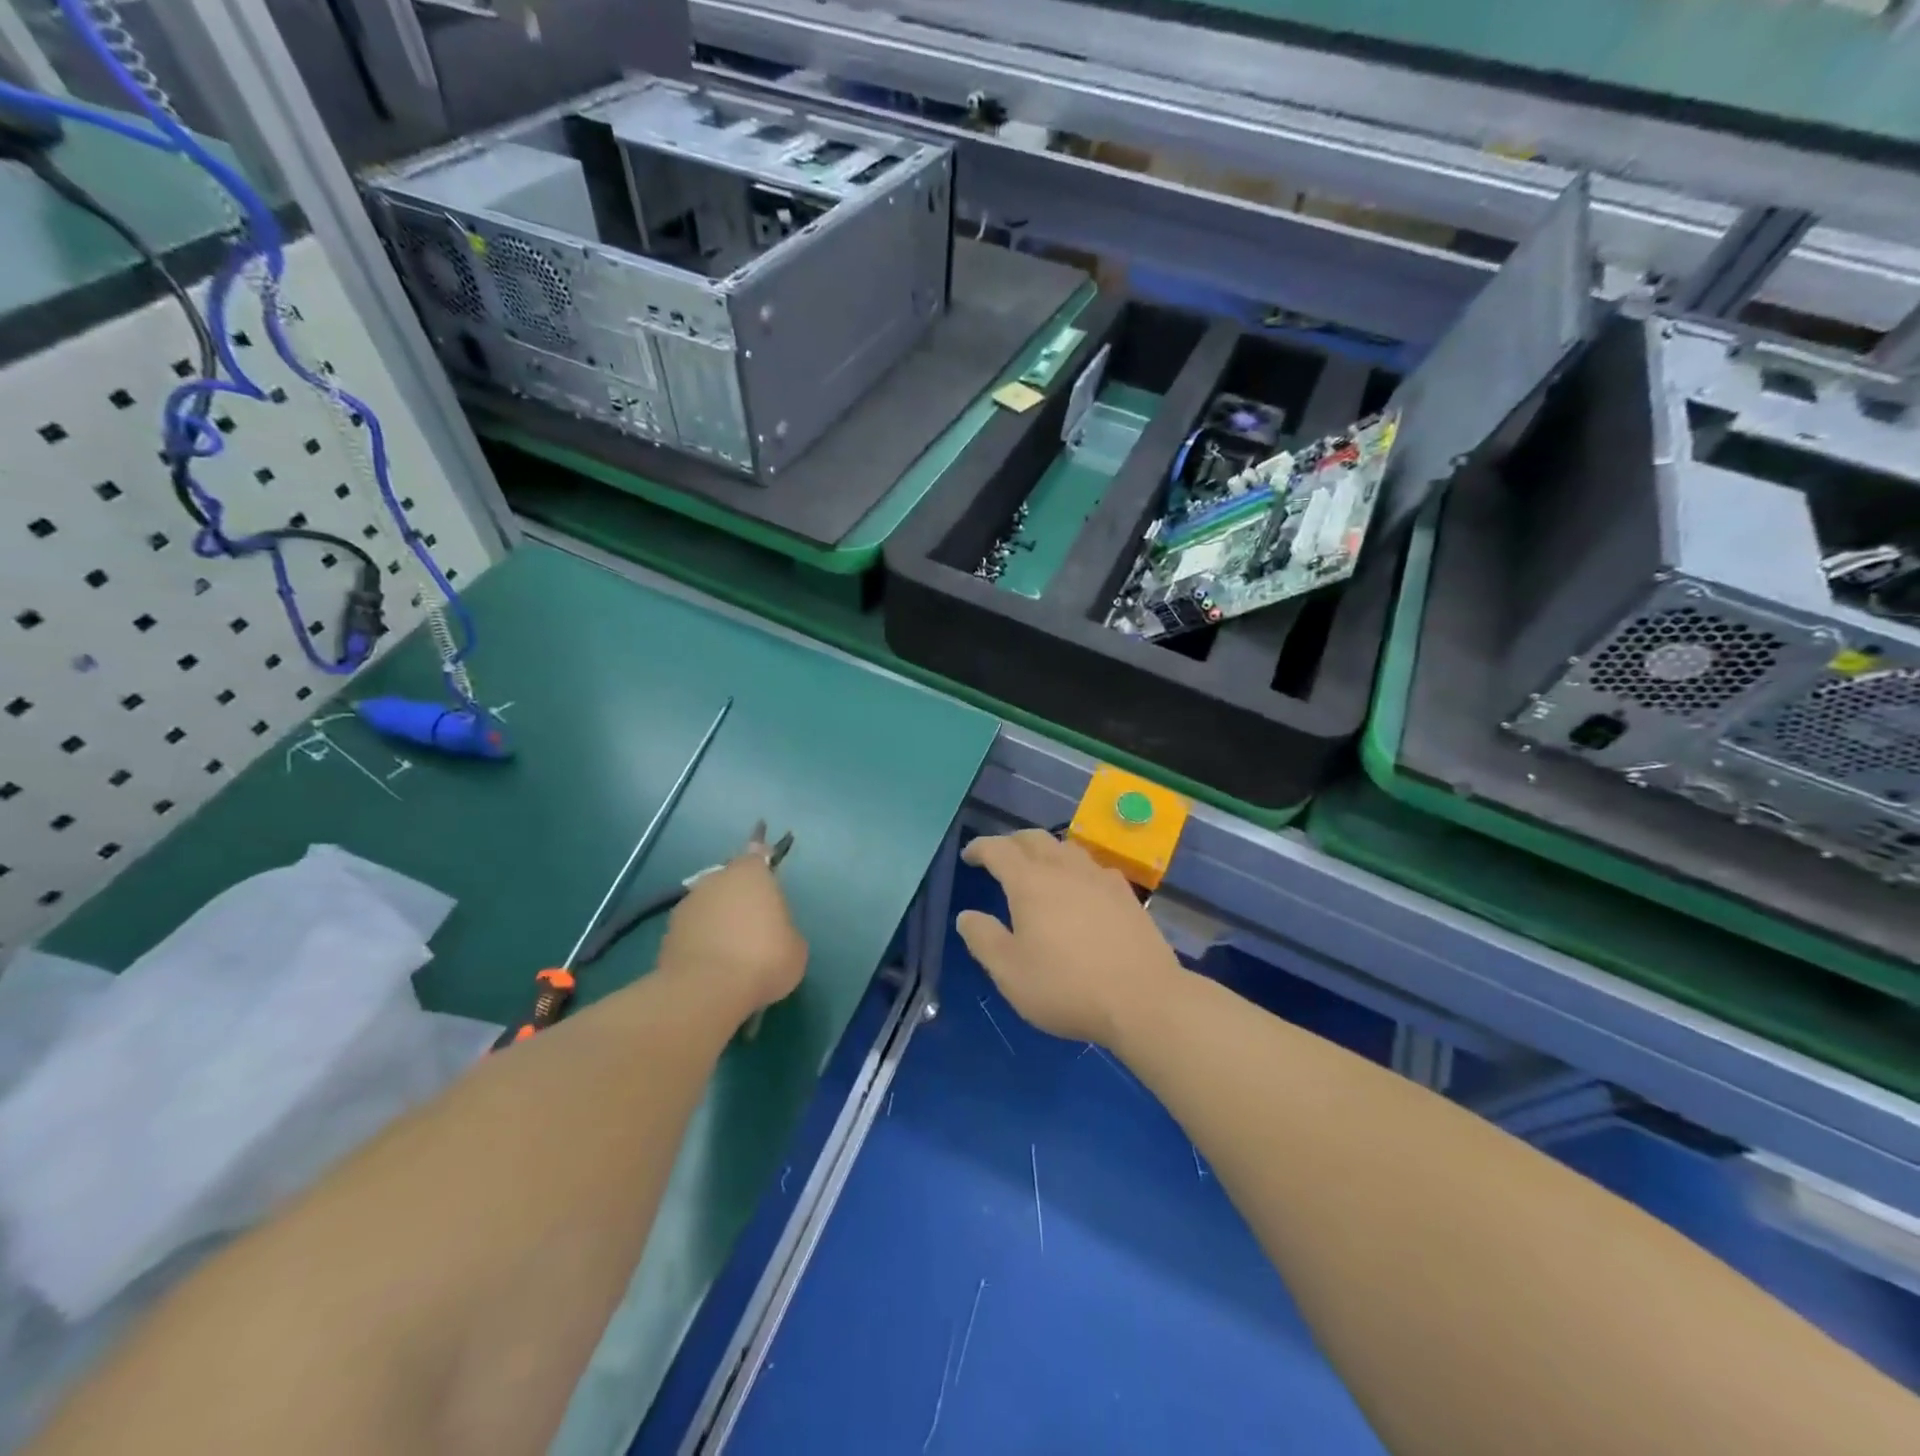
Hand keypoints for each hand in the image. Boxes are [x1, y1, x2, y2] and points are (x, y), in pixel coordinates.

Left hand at [657, 836, 806, 1024]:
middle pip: (730, 880)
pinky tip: (712, 965)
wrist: (707, 992)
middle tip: (753, 920)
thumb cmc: (764, 959)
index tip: (764, 860)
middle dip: (739, 894)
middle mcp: (716, 880)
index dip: (762, 856)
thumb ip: (783, 927)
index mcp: (751, 873)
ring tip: (731, 949)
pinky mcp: (667, 933)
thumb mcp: (795, 945)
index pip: (757, 852)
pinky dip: (701, 941)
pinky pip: (693, 931)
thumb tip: (770, 931)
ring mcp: (688, 905)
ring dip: (718, 918)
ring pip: (709, 905)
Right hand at [956, 830, 1184, 1048]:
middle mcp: (1064, 869)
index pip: (998, 850)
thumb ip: (983, 939)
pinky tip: (1079, 888)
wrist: (1142, 999)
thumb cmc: (1066, 986)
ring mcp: (1099, 878)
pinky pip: (1092, 867)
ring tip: (1038, 868)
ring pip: (1066, 847)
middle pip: (1034, 838)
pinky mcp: (1125, 894)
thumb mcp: (1009, 972)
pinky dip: (1074, 868)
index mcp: (1030, 882)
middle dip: (1011, 842)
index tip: (969, 856)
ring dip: (1045, 850)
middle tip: (1000, 858)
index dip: (980, 848)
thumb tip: (967, 916)